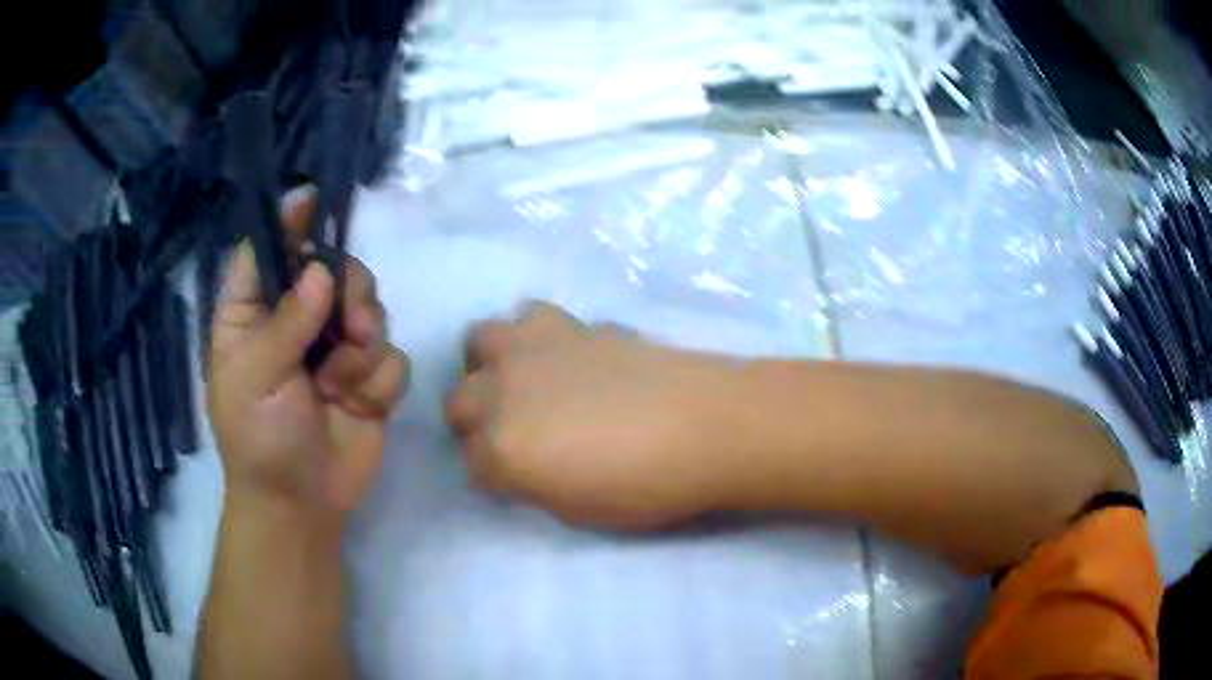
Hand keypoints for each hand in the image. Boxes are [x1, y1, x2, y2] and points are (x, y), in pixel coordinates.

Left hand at [207, 189, 409, 513]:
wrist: (302, 505)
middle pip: (334, 269)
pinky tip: (359, 406)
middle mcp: (296, 321)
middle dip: (350, 292)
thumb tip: (320, 270)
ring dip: (363, 345)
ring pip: (370, 308)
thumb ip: (286, 322)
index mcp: (253, 315)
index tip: (312, 200)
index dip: (288, 223)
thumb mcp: (255, 377)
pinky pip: (392, 355)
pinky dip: (378, 381)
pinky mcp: (369, 377)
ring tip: (343, 382)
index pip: (268, 252)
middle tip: (348, 323)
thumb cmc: (259, 440)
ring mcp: (335, 349)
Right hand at [446, 302, 738, 529]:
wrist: (707, 426)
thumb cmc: (646, 486)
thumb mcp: (575, 510)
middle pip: (458, 400)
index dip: (490, 474)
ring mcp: (536, 350)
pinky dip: (537, 337)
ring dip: (491, 361)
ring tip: (520, 379)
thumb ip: (532, 483)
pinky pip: (533, 318)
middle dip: (474, 420)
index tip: (512, 479)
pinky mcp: (572, 325)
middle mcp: (504, 392)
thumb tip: (523, 465)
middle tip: (511, 432)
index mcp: (503, 449)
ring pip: (482, 339)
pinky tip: (563, 355)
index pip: (470, 462)